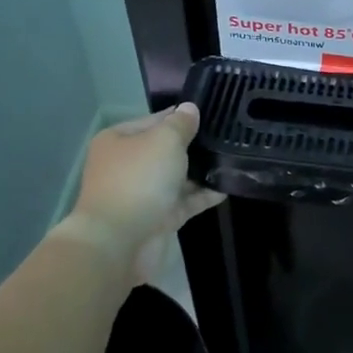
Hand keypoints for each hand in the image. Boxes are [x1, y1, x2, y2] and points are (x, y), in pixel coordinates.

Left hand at [64, 104, 225, 283]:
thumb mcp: (163, 141)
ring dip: (201, 172)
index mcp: (119, 140)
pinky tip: (227, 187)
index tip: (213, 115)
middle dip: (194, 146)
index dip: (182, 117)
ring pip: (177, 177)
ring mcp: (143, 194)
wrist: (119, 242)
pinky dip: (203, 195)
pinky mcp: (158, 219)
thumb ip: (180, 124)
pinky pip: (185, 202)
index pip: (155, 120)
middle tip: (228, 137)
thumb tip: (189, 109)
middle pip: (166, 150)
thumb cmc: (138, 180)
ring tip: (233, 160)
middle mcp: (128, 165)